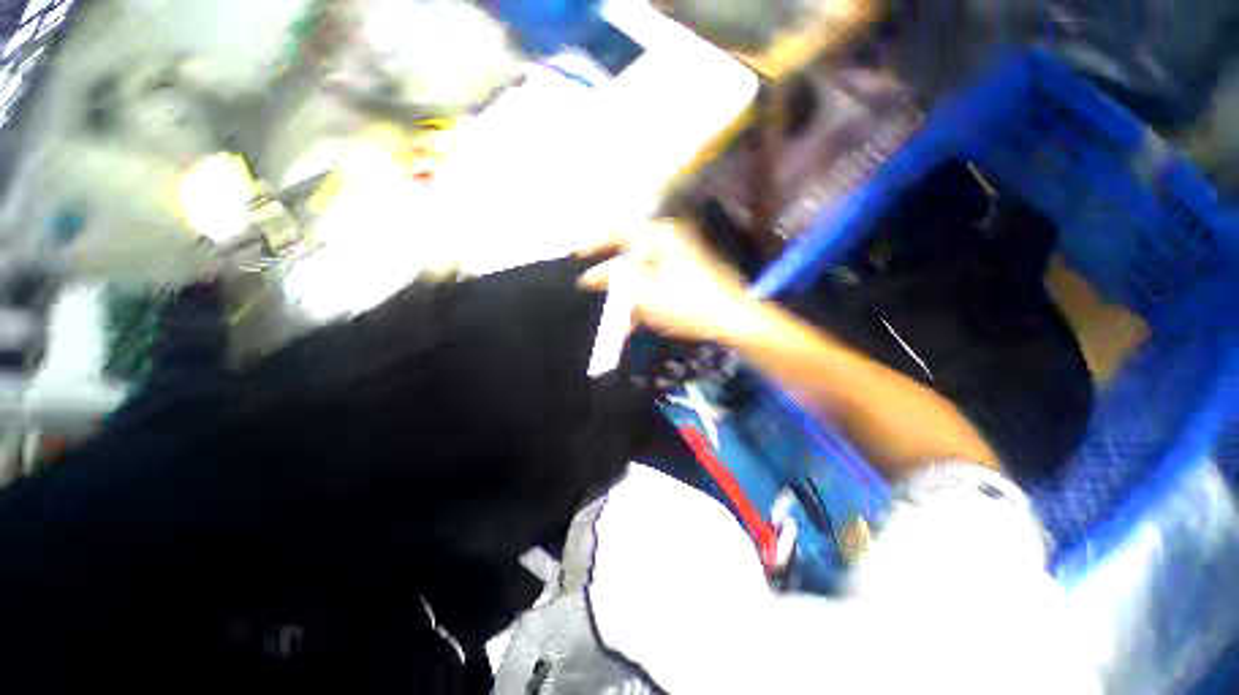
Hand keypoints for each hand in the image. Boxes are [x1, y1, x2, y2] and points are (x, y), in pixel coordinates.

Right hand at [578, 220, 756, 342]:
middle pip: (629, 253)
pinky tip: (637, 320)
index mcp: (659, 237)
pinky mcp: (686, 277)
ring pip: (642, 273)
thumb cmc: (687, 302)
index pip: (618, 229)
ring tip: (619, 314)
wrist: (732, 319)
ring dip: (628, 293)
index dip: (595, 241)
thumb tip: (592, 276)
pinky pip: (655, 284)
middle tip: (596, 290)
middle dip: (612, 276)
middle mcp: (669, 242)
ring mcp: (679, 259)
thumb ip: (615, 281)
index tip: (578, 256)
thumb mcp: (644, 292)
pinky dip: (643, 299)